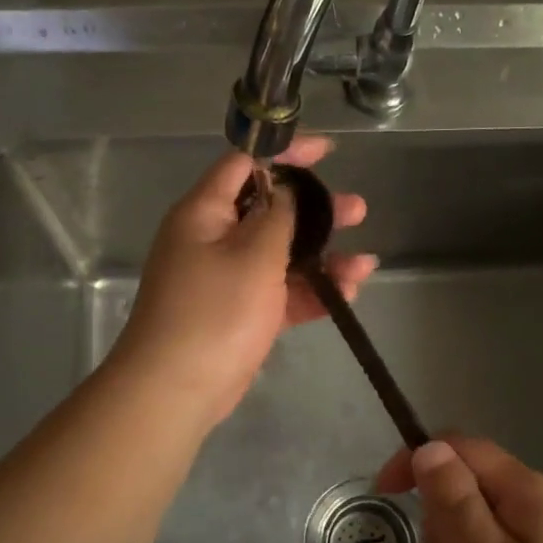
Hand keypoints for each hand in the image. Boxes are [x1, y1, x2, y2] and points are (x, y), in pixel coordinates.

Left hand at [110, 136, 376, 431]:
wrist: (177, 390)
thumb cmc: (214, 311)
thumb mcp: (253, 254)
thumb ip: (279, 215)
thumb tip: (286, 188)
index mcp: (205, 212)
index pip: (245, 165)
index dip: (286, 153)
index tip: (327, 151)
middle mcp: (214, 238)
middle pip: (271, 210)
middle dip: (317, 210)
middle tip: (357, 209)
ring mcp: (229, 278)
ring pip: (282, 254)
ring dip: (323, 256)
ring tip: (365, 262)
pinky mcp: (242, 313)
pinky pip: (281, 291)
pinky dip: (311, 290)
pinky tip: (348, 291)